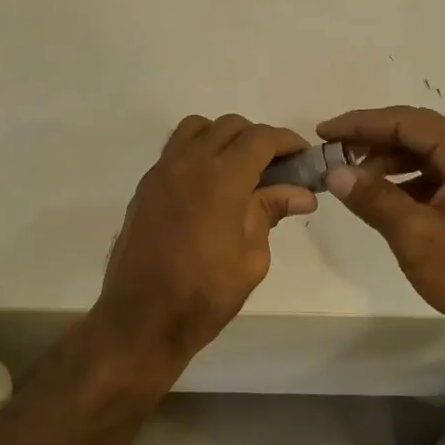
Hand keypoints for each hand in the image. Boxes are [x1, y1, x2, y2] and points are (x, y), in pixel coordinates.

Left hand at [95, 115, 316, 366]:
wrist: (141, 319)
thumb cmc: (204, 295)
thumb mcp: (251, 258)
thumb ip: (270, 213)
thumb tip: (301, 193)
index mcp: (221, 178)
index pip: (260, 138)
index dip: (287, 142)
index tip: (303, 157)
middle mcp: (188, 163)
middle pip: (229, 126)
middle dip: (257, 139)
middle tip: (275, 168)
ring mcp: (161, 172)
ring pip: (196, 129)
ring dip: (223, 138)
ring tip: (239, 170)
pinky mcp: (145, 187)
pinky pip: (175, 151)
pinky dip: (197, 153)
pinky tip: (209, 187)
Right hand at [317, 106, 444, 346]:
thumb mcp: (415, 234)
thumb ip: (373, 197)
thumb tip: (334, 172)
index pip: (407, 122)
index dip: (361, 125)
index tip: (324, 132)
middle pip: (418, 133)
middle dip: (372, 141)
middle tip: (332, 153)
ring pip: (427, 154)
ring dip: (388, 161)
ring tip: (351, 177)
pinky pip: (438, 175)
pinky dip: (407, 180)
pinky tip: (381, 196)